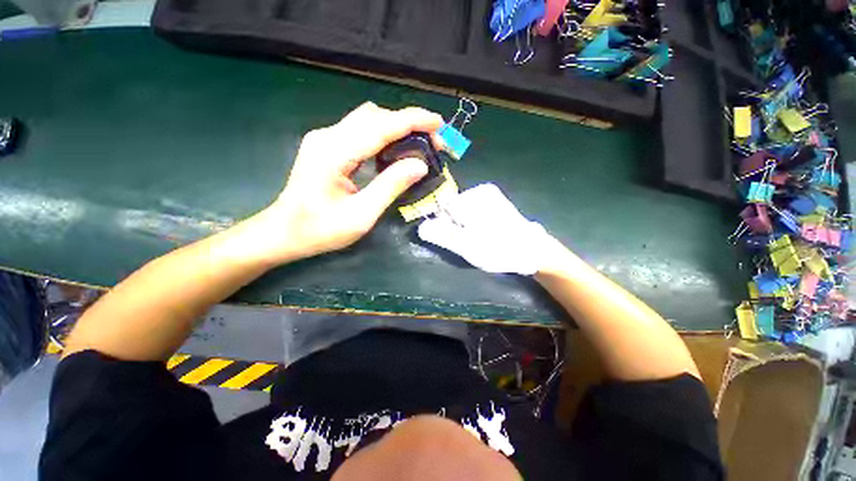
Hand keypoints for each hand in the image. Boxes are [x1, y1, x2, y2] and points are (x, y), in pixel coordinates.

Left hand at [257, 102, 443, 263]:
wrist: (284, 232)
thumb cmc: (320, 230)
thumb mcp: (361, 215)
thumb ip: (391, 187)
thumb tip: (420, 166)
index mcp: (334, 153)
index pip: (381, 126)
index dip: (412, 121)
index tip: (438, 123)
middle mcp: (328, 137)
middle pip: (375, 116)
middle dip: (408, 124)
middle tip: (432, 143)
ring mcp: (325, 139)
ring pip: (368, 120)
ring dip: (397, 128)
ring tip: (419, 146)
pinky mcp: (327, 146)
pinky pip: (361, 131)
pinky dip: (384, 136)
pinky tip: (395, 151)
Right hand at [418, 184, 552, 274]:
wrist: (532, 251)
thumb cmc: (499, 249)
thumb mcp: (468, 246)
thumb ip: (443, 235)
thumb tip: (420, 227)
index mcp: (472, 198)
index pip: (442, 208)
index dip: (445, 226)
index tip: (457, 240)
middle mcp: (480, 190)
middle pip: (452, 208)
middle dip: (456, 226)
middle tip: (470, 242)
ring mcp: (488, 194)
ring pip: (462, 211)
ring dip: (465, 226)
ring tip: (479, 239)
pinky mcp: (494, 201)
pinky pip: (473, 211)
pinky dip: (473, 223)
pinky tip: (484, 233)